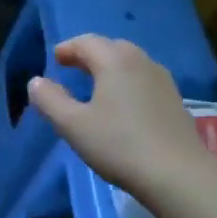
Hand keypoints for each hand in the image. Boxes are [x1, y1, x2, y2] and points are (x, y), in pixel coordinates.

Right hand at [27, 35, 216, 210]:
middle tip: (73, 68)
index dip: (68, 48)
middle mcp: (140, 62)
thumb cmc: (119, 145)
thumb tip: (36, 82)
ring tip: (98, 85)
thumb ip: (50, 100)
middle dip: (90, 54)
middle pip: (111, 47)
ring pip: (131, 62)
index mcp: (114, 61)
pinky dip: (129, 81)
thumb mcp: (73, 125)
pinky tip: (125, 105)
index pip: (86, 42)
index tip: (55, 59)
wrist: (179, 175)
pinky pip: (145, 79)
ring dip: (111, 67)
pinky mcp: (176, 101)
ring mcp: (163, 80)